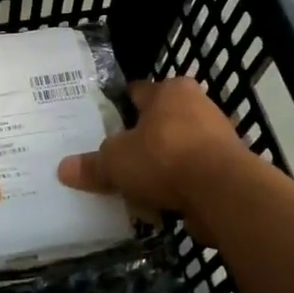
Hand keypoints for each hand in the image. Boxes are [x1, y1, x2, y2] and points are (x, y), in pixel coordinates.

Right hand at [57, 77, 250, 240]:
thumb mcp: (115, 162)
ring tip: (138, 183)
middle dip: (143, 137)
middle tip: (118, 155)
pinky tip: (162, 201)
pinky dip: (181, 185)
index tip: (105, 120)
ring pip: (180, 147)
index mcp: (170, 91)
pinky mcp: (230, 168)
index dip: (120, 105)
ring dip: (164, 163)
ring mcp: (218, 137)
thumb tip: (63, 169)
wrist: (223, 192)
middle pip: (162, 119)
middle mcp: (198, 105)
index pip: (138, 91)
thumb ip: (92, 165)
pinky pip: (195, 174)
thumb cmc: (163, 158)